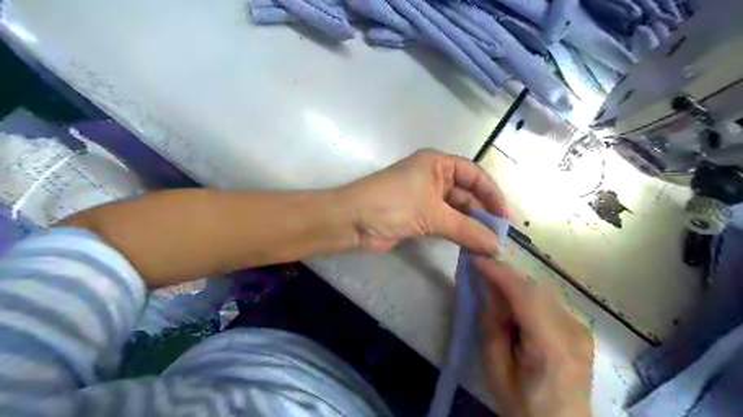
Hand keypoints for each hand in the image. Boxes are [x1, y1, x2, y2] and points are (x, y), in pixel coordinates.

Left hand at [339, 149, 507, 253]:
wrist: (351, 221)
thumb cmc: (391, 204)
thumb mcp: (431, 214)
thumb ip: (466, 229)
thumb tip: (496, 246)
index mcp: (437, 164)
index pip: (474, 175)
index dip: (492, 194)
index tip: (504, 218)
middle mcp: (433, 177)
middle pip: (466, 194)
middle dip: (482, 214)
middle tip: (498, 239)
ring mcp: (425, 198)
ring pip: (456, 211)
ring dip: (470, 227)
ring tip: (489, 246)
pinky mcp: (418, 217)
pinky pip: (445, 223)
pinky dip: (457, 234)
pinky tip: (471, 246)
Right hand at [476, 258, 592, 416]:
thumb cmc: (523, 407)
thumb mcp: (495, 371)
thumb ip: (493, 327)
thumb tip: (489, 290)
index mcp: (553, 349)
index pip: (526, 297)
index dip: (500, 273)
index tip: (476, 259)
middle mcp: (574, 333)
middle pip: (535, 290)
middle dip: (505, 278)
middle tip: (480, 276)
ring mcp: (581, 330)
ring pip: (542, 292)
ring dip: (515, 287)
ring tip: (494, 294)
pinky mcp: (581, 329)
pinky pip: (548, 302)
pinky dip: (527, 297)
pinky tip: (514, 308)